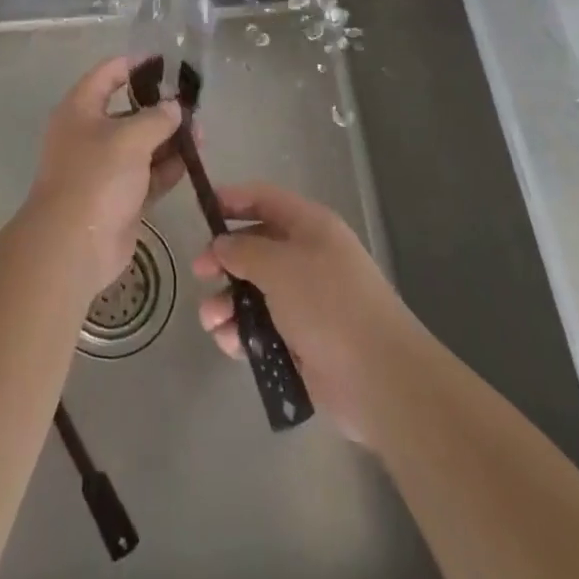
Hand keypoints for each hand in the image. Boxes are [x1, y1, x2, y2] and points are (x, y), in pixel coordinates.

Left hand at [25, 57, 184, 294]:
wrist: (73, 245)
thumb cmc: (96, 177)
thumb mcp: (130, 138)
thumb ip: (157, 118)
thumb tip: (174, 107)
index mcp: (81, 109)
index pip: (108, 73)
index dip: (136, 64)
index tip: (167, 62)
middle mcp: (90, 133)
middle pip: (129, 110)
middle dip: (161, 108)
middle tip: (194, 106)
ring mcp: (105, 167)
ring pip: (142, 144)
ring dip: (170, 139)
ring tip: (202, 134)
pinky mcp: (120, 196)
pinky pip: (148, 174)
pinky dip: (167, 167)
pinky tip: (192, 161)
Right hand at [193, 182, 424, 445]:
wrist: (379, 378)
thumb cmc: (328, 304)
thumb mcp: (279, 266)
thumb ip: (243, 250)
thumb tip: (222, 245)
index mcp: (310, 227)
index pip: (265, 199)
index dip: (233, 200)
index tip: (201, 210)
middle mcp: (308, 258)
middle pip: (256, 247)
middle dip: (224, 259)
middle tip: (199, 273)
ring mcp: (307, 301)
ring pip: (255, 291)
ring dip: (228, 302)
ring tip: (210, 319)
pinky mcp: (303, 342)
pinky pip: (263, 328)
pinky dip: (242, 333)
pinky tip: (228, 343)